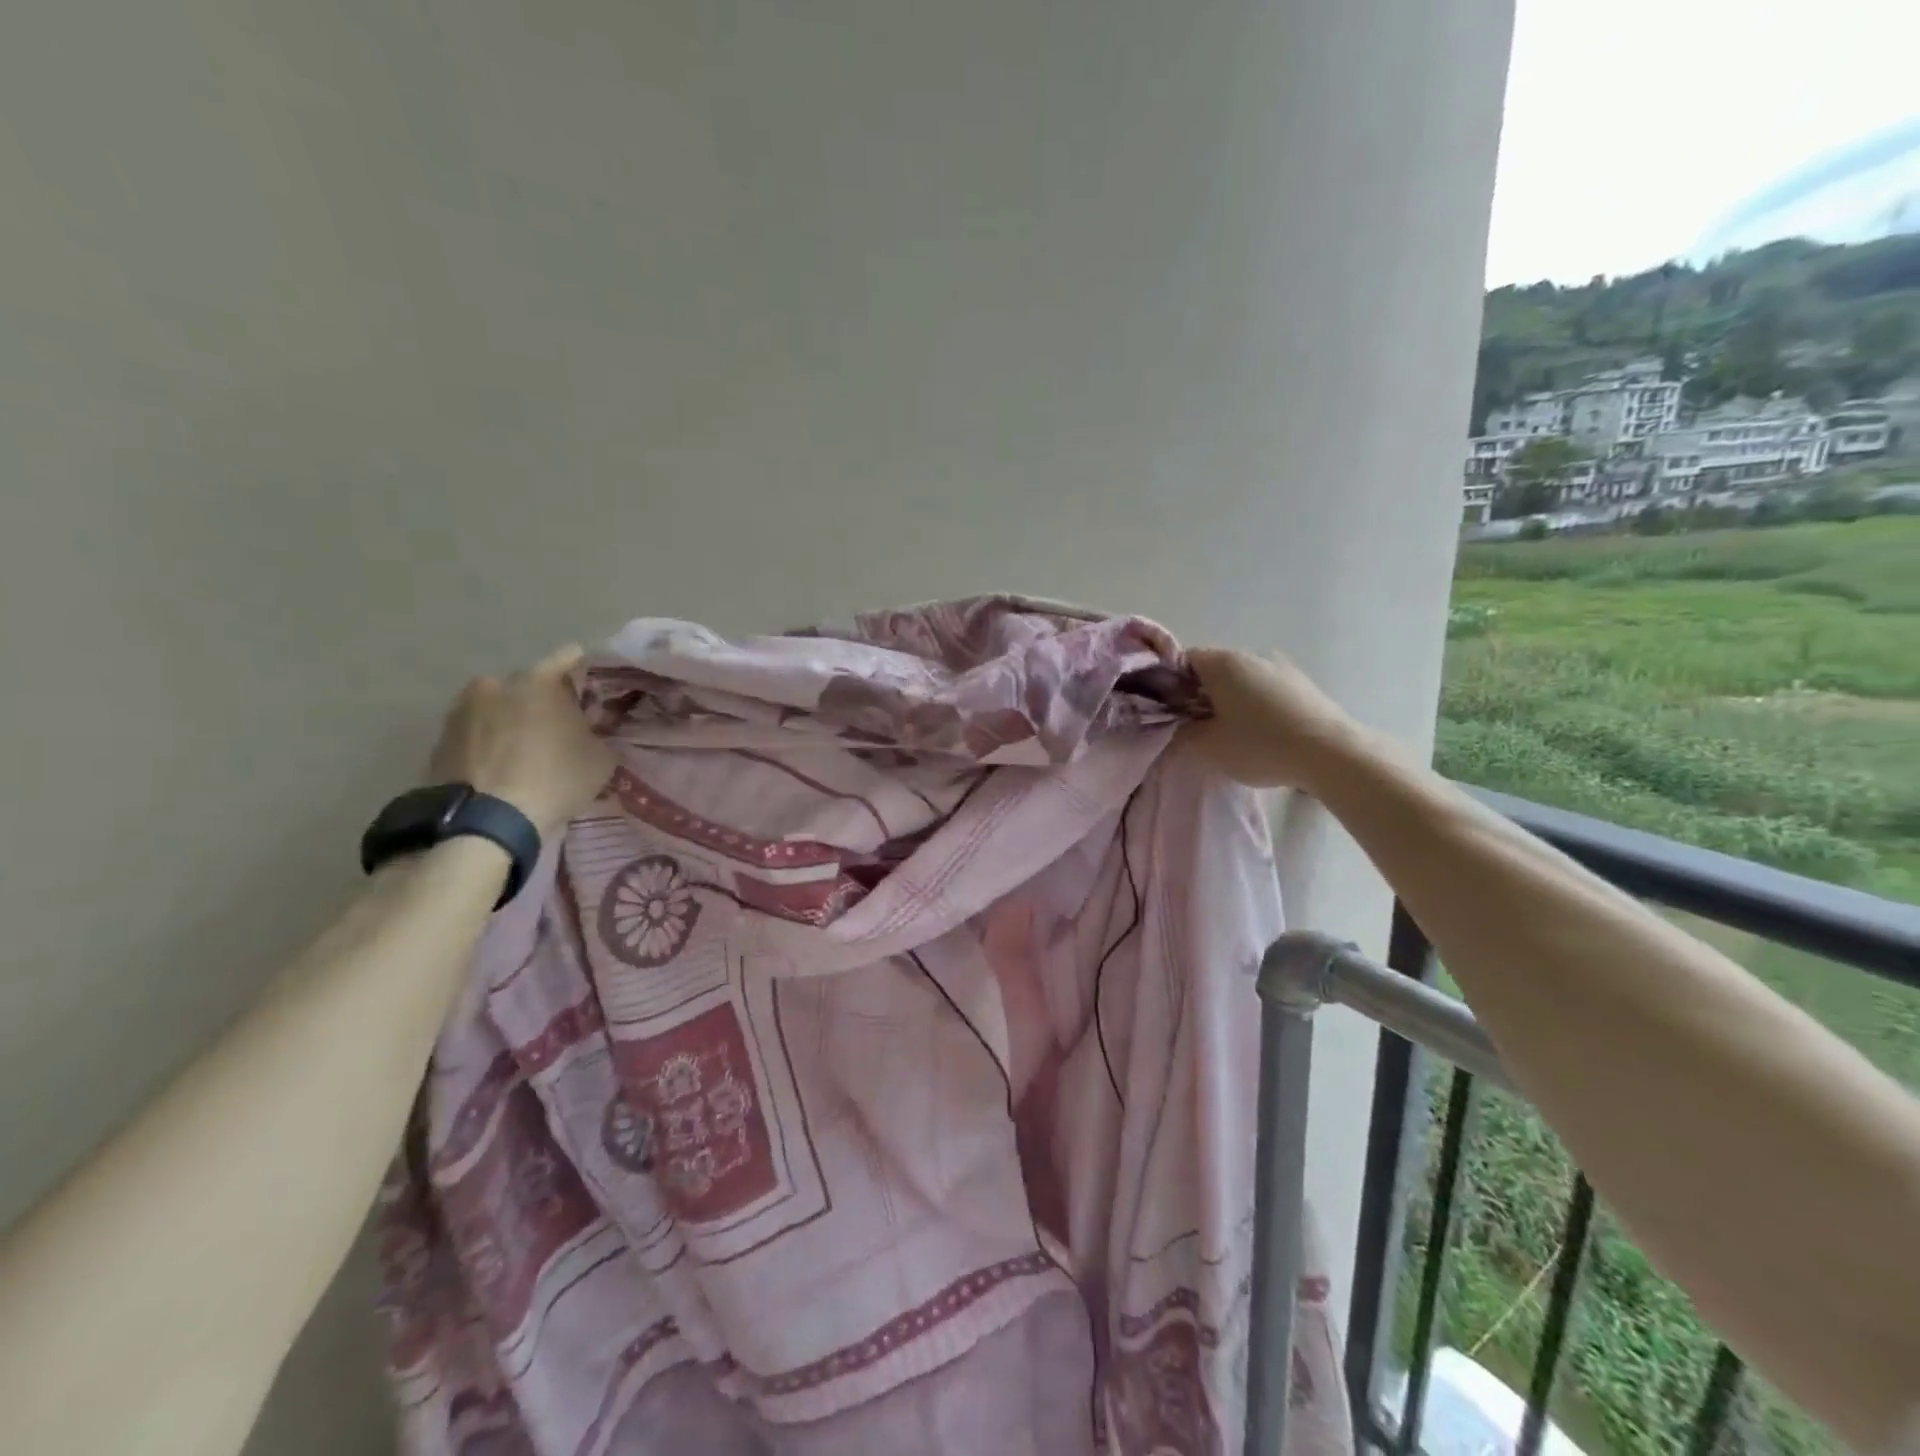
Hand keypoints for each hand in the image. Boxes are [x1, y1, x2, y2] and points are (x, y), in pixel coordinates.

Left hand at [427, 646, 614, 836]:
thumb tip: (593, 730)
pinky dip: (491, 744)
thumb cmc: (554, 780)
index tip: (597, 694)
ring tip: (530, 752)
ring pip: (500, 708)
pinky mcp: (439, 740)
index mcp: (538, 680)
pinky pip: (477, 734)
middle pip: (531, 685)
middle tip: (564, 729)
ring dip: (515, 722)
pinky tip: (504, 768)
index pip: (571, 658)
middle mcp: (495, 684)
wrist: (485, 824)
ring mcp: (461, 711)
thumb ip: (599, 734)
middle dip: (547, 702)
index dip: (587, 674)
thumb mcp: (601, 758)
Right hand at [1180, 648, 1360, 789]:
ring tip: (1233, 733)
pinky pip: (1267, 690)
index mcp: (1222, 662)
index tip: (1172, 712)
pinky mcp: (1303, 684)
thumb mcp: (1207, 747)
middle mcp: (1251, 655)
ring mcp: (1281, 667)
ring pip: (1242, 680)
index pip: (1183, 661)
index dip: (1171, 685)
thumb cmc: (1259, 745)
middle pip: (1214, 669)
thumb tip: (1178, 727)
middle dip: (1201, 694)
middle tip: (1198, 727)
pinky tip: (1263, 733)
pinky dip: (1257, 705)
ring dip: (1231, 700)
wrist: (1330, 753)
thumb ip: (1182, 734)